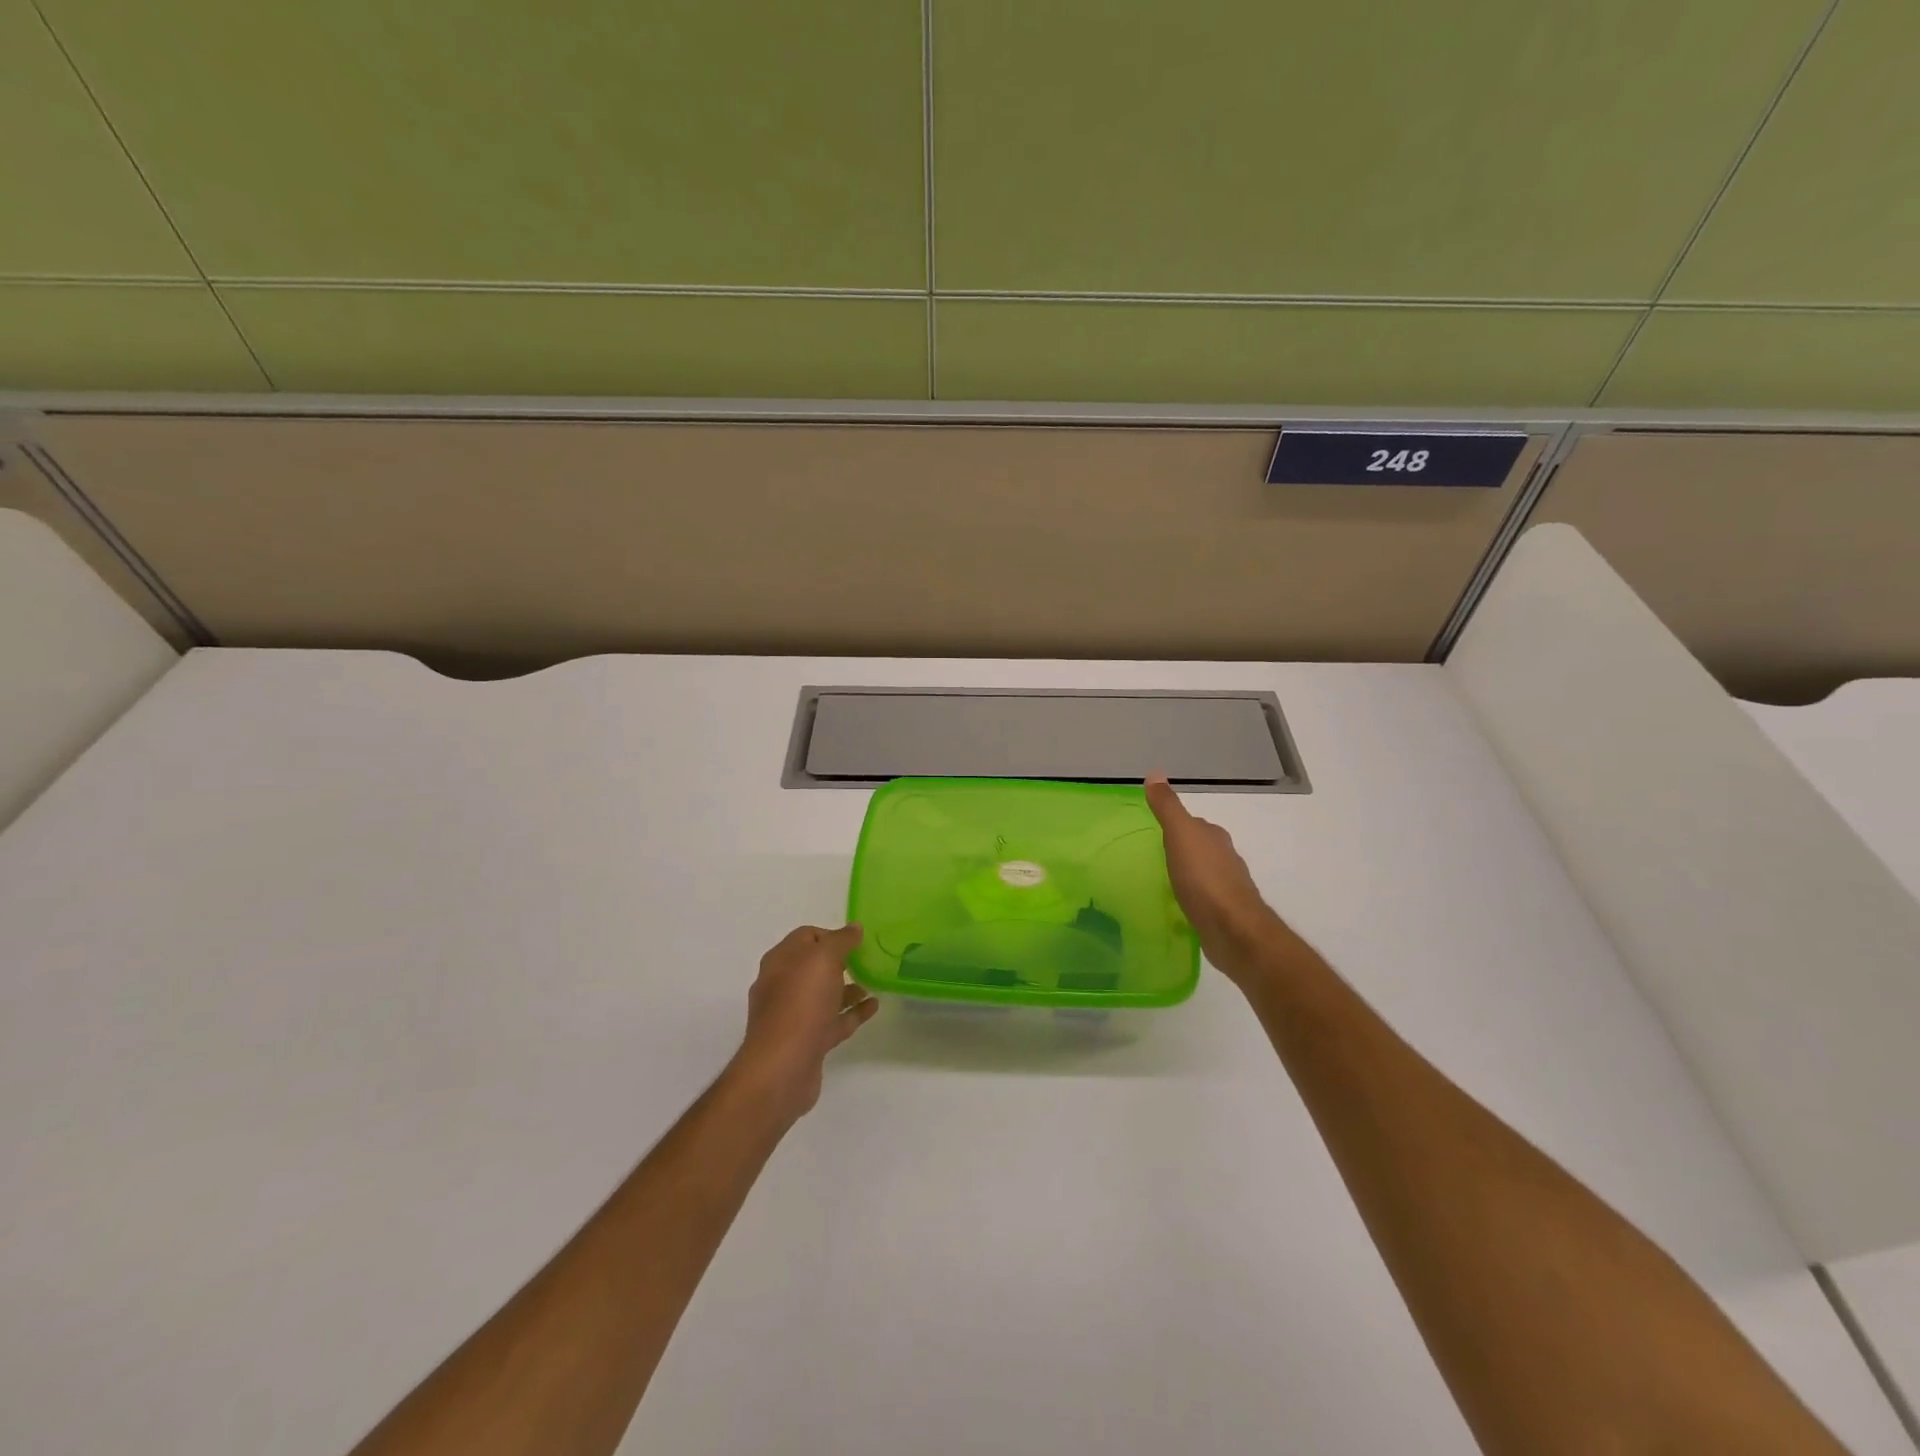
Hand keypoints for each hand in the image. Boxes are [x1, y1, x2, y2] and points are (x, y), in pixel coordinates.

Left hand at [730, 924, 878, 1122]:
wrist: (783, 1067)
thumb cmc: (801, 1002)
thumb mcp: (823, 958)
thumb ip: (841, 940)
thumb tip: (854, 927)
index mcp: (780, 961)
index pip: (806, 937)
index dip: (831, 935)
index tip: (857, 941)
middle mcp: (782, 986)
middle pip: (814, 966)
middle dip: (840, 962)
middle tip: (868, 960)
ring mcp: (794, 1016)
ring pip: (824, 995)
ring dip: (848, 987)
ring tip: (875, 983)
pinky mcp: (807, 1042)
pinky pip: (833, 1020)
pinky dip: (852, 1012)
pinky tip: (874, 1007)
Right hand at [1146, 775, 1290, 985]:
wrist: (1233, 929)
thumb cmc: (1204, 878)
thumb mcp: (1180, 835)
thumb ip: (1167, 807)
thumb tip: (1155, 773)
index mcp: (1213, 836)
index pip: (1193, 823)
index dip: (1175, 825)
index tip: (1154, 832)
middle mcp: (1224, 857)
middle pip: (1199, 847)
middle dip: (1181, 850)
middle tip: (1152, 856)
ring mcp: (1226, 886)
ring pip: (1202, 873)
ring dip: (1186, 874)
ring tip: (1161, 881)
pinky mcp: (1223, 912)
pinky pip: (1202, 898)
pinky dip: (1190, 897)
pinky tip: (1177, 905)